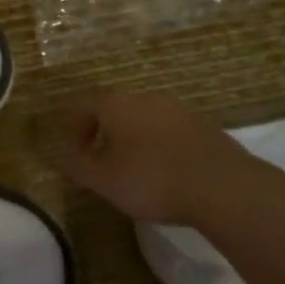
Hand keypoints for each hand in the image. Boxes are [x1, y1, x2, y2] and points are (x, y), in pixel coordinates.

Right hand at [41, 90, 267, 225]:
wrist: (223, 186)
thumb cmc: (152, 179)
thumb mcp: (103, 179)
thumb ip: (77, 165)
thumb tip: (61, 155)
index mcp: (115, 104)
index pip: (81, 105)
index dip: (72, 128)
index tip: (72, 153)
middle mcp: (144, 97)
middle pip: (113, 109)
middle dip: (101, 133)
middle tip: (98, 162)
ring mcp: (176, 109)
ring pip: (142, 119)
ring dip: (130, 139)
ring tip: (131, 169)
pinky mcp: (202, 126)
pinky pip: (168, 131)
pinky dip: (157, 146)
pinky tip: (164, 172)